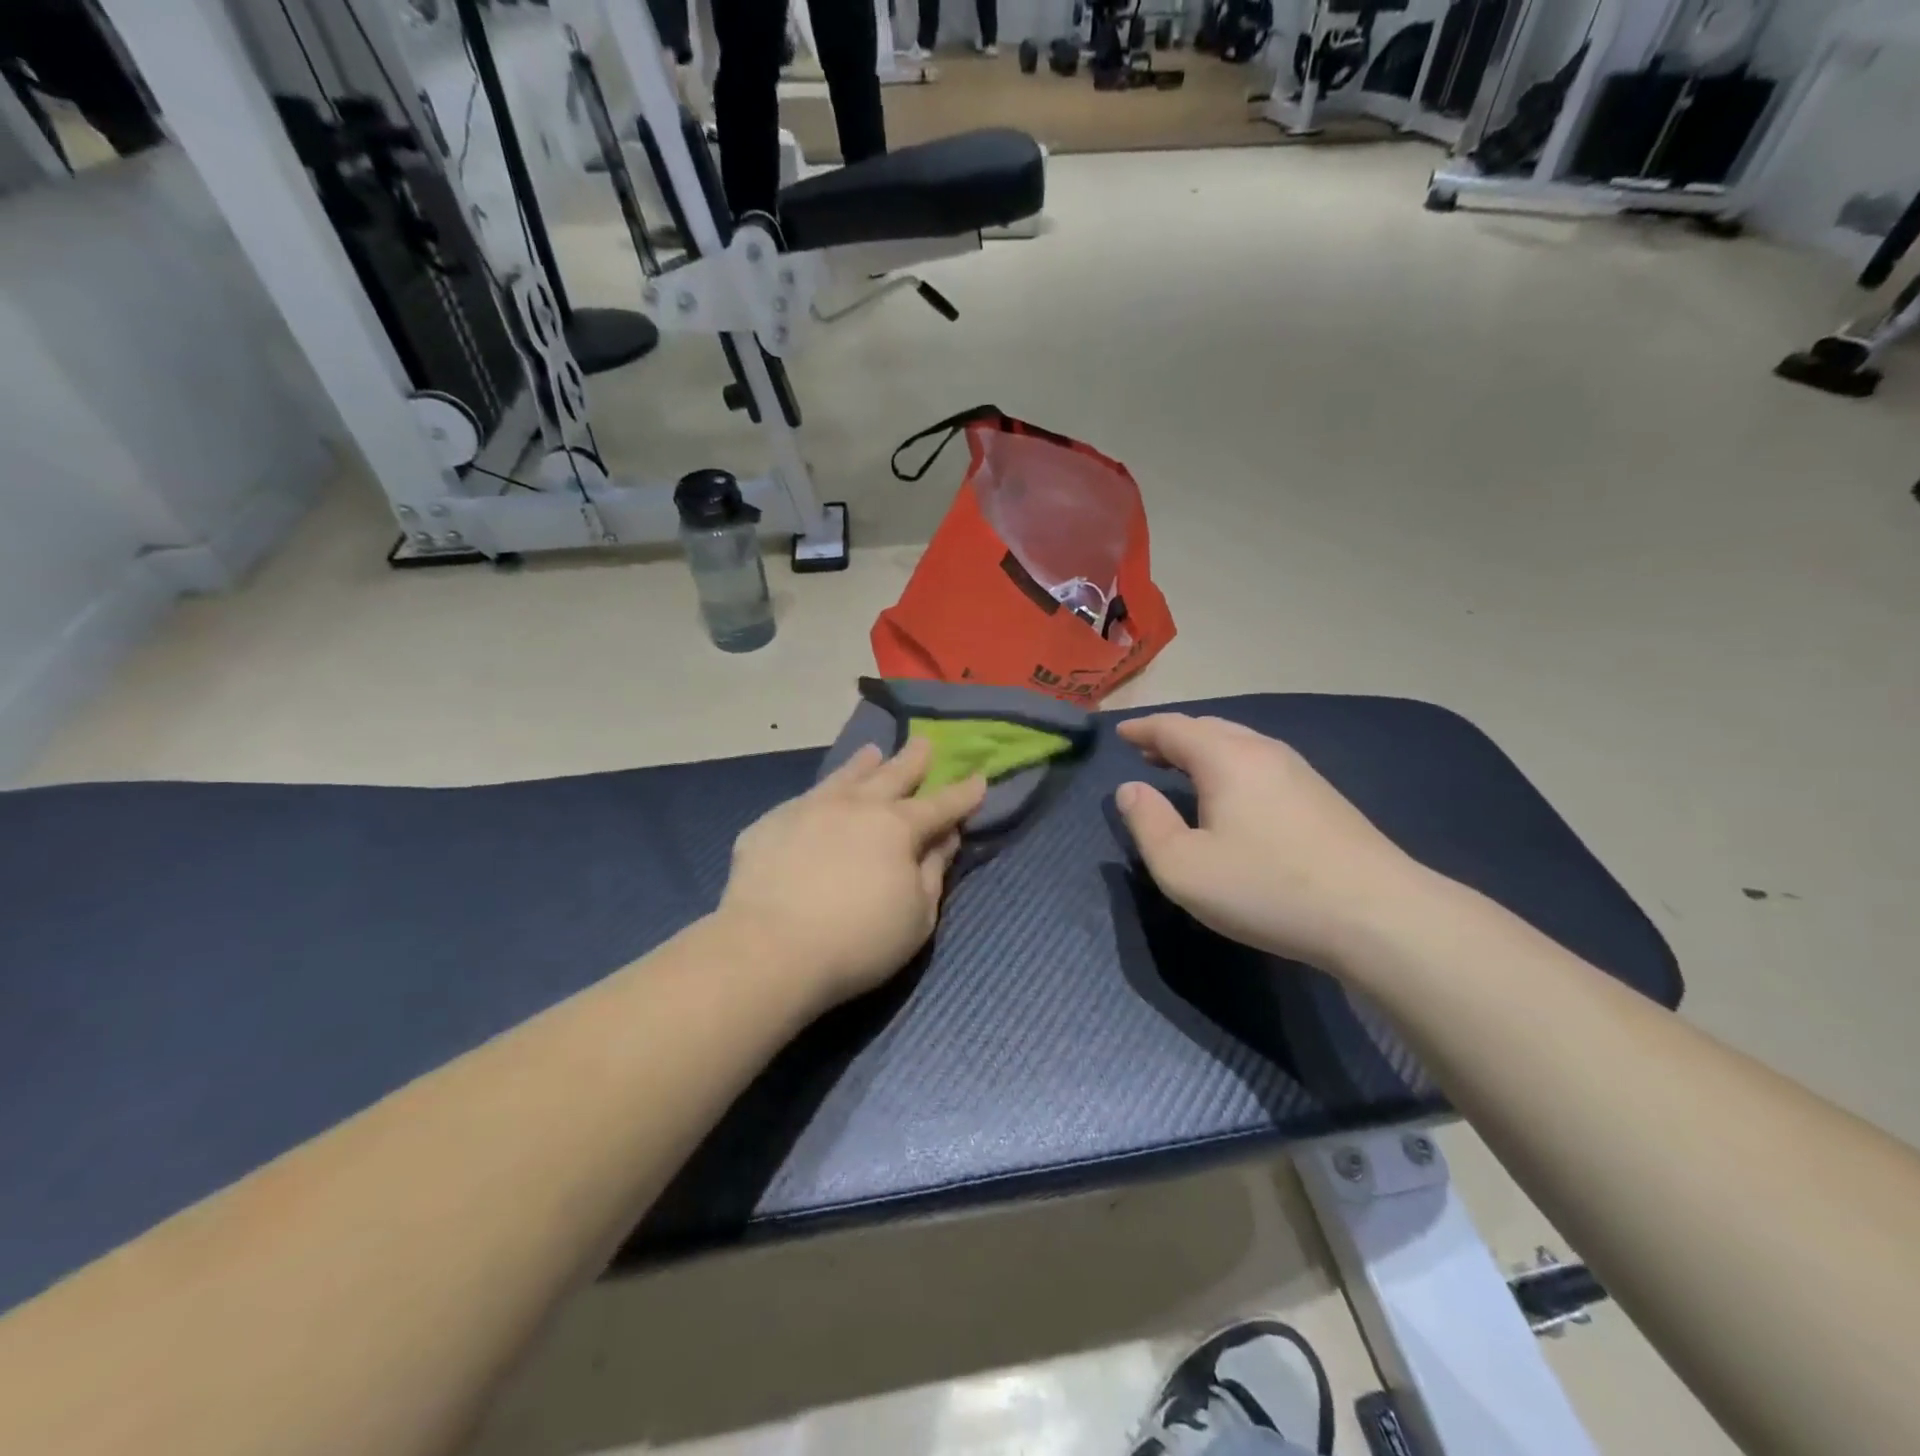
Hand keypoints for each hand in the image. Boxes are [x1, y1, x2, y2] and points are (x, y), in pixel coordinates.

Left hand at [717, 738, 986, 1011]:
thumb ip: (933, 872)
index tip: (979, 778)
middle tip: (925, 742)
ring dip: (864, 764)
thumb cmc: (859, 940)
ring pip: (844, 777)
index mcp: (897, 827)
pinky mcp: (770, 825)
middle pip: (892, 775)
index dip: (963, 794)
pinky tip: (817, 800)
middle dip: (914, 760)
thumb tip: (944, 839)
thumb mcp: (917, 916)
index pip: (940, 806)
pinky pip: (804, 801)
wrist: (770, 949)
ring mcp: (809, 809)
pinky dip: (821, 795)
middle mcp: (856, 806)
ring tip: (873, 752)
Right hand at [1114, 714, 1422, 968]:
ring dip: (1204, 750)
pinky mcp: (1323, 796)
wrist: (1377, 915)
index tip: (1121, 734)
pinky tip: (1232, 794)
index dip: (1143, 729)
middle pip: (1209, 728)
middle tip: (1147, 753)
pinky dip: (1231, 765)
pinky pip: (1261, 762)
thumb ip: (1147, 823)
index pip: (1173, 728)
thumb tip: (1130, 790)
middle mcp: (1263, 751)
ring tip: (1182, 770)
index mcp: (1225, 758)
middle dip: (1172, 737)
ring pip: (1239, 743)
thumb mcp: (1183, 867)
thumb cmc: (1266, 888)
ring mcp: (1299, 771)